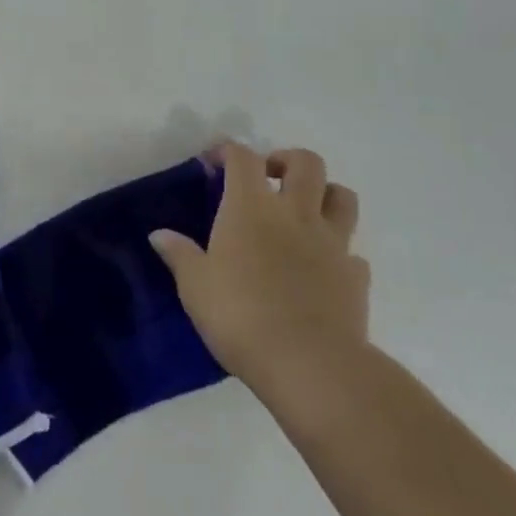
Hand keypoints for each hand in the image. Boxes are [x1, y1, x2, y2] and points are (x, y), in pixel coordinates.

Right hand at [150, 143, 369, 392]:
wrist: (309, 364)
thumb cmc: (240, 315)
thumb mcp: (195, 286)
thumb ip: (180, 255)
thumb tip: (159, 235)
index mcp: (250, 207)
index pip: (242, 157)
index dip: (228, 151)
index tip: (214, 162)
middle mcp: (295, 213)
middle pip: (306, 162)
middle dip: (286, 160)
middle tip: (268, 179)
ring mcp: (332, 243)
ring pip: (343, 197)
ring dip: (325, 194)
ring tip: (304, 212)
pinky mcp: (356, 277)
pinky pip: (352, 252)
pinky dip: (339, 252)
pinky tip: (323, 268)